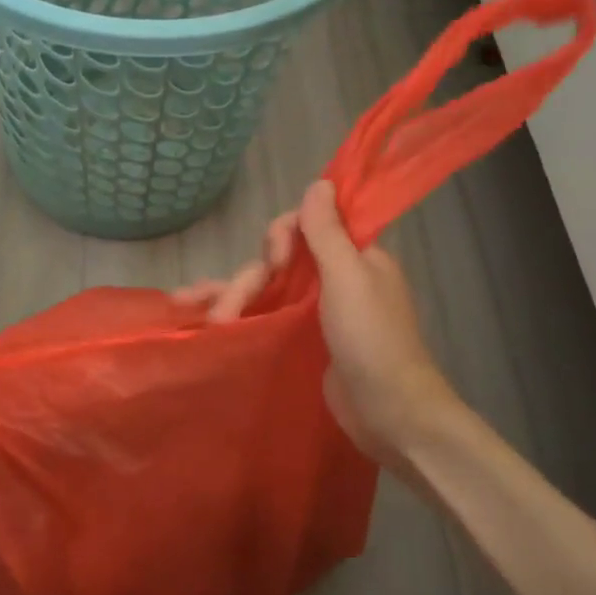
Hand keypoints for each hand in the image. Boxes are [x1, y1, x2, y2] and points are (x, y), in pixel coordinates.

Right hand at [175, 180, 463, 466]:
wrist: (390, 413)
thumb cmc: (372, 339)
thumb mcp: (348, 277)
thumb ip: (328, 231)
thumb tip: (319, 182)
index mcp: (354, 256)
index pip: (306, 225)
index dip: (280, 236)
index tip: (273, 259)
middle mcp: (334, 276)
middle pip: (278, 261)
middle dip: (247, 280)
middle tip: (224, 312)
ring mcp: (317, 310)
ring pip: (267, 288)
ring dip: (234, 297)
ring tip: (206, 320)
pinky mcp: (303, 338)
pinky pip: (267, 314)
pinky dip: (240, 313)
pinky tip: (207, 319)